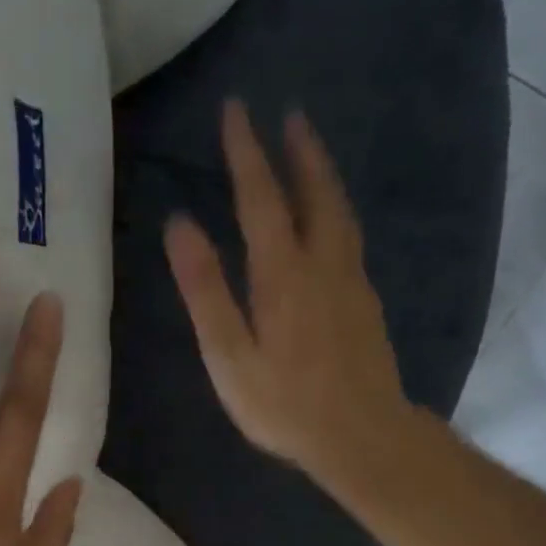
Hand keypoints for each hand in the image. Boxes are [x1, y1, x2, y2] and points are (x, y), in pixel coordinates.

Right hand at [165, 100, 416, 500]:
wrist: (362, 435)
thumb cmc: (284, 404)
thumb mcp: (229, 355)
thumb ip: (206, 290)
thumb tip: (180, 224)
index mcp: (282, 273)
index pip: (261, 197)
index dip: (246, 152)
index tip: (236, 109)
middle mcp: (323, 264)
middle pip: (314, 192)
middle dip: (298, 150)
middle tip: (288, 113)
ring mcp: (351, 282)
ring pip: (339, 212)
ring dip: (322, 175)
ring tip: (310, 152)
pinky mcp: (366, 303)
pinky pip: (349, 238)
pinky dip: (335, 210)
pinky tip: (330, 220)